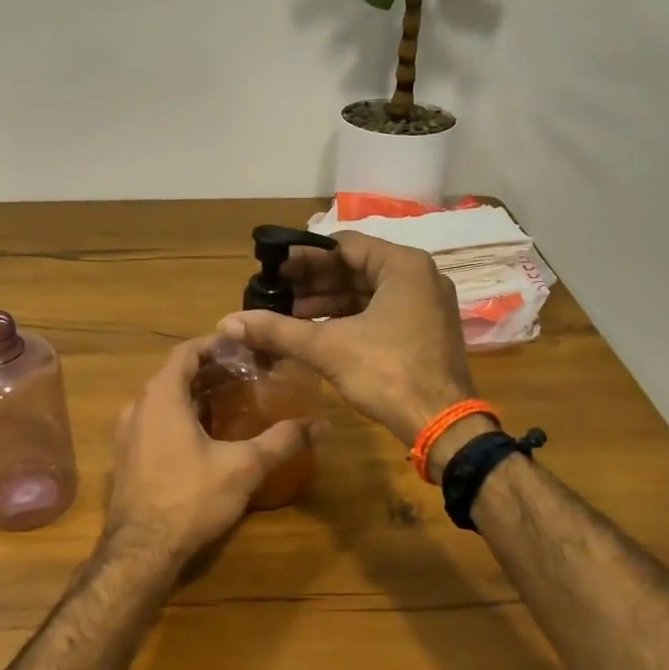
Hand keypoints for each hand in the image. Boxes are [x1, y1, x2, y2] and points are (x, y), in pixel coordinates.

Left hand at [106, 338, 321, 563]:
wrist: (142, 550)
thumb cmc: (191, 498)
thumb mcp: (244, 467)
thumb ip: (282, 441)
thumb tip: (322, 425)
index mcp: (162, 397)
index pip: (186, 352)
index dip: (214, 344)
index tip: (242, 347)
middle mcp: (138, 407)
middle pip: (174, 375)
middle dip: (208, 371)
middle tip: (245, 375)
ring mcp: (127, 434)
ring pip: (162, 400)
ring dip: (192, 396)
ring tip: (229, 402)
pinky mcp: (126, 458)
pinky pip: (153, 423)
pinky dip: (178, 418)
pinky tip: (203, 437)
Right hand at [218, 232, 475, 445]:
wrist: (442, 424)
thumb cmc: (388, 373)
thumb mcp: (327, 347)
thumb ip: (278, 330)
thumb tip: (227, 322)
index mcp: (402, 265)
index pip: (343, 245)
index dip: (304, 257)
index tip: (273, 270)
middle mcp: (419, 276)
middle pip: (355, 267)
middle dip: (313, 282)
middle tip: (276, 293)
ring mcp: (425, 303)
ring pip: (367, 292)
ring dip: (328, 302)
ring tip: (289, 315)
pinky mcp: (424, 329)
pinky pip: (380, 310)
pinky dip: (349, 317)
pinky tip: (317, 331)